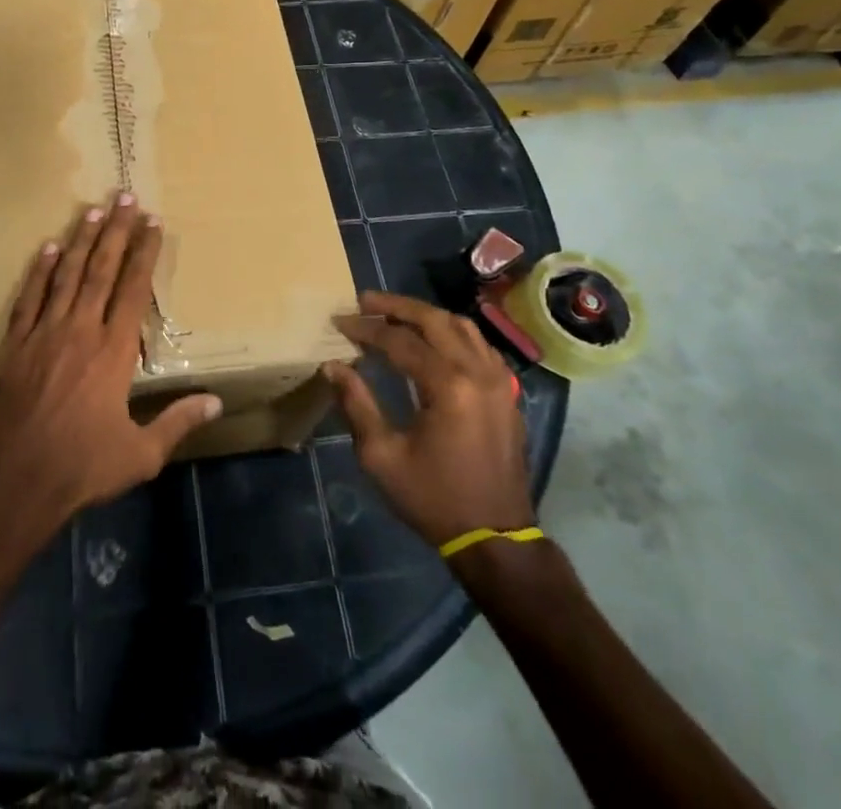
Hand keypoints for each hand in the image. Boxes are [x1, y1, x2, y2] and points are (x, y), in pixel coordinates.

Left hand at [0, 195, 222, 550]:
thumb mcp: (140, 455)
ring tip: (92, 209)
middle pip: (101, 269)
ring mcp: (43, 334)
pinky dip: (39, 271)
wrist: (15, 483)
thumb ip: (177, 422)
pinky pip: (28, 298)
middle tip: (124, 196)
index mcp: (114, 353)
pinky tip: (47, 248)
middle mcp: (81, 331)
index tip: (153, 222)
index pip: (133, 289)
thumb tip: (216, 402)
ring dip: (80, 240)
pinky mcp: (14, 345)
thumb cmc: (82, 467)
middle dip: (115, 230)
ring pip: (66, 275)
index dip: (145, 252)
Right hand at [324, 290, 534, 549]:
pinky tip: (433, 340)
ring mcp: (499, 380)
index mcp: (447, 386)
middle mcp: (478, 372)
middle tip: (365, 301)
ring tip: (395, 314)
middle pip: (434, 319)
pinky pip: (480, 345)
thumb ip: (357, 405)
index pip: (399, 339)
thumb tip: (332, 366)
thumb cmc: (433, 498)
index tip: (339, 320)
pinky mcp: (507, 392)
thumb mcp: (382, 457)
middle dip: (396, 306)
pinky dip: (452, 333)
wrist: (495, 538)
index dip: (366, 328)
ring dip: (426, 315)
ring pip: (461, 326)